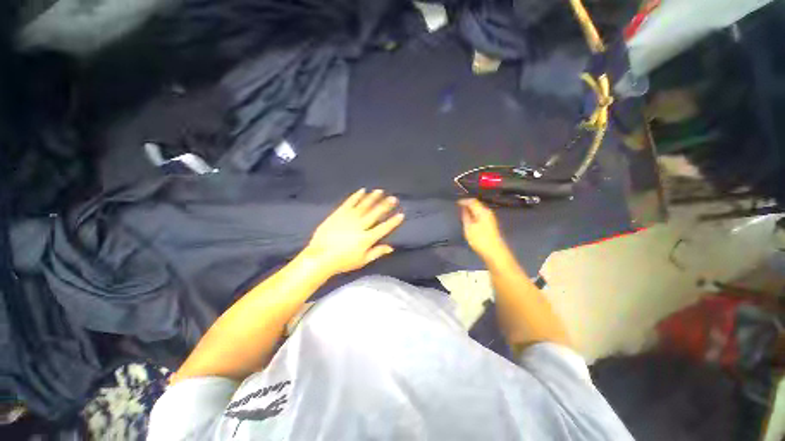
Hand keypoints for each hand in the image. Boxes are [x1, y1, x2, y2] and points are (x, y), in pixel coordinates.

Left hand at [302, 189, 404, 274]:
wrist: (320, 257)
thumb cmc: (343, 261)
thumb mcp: (362, 260)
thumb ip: (377, 252)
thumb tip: (391, 247)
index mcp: (367, 238)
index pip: (384, 228)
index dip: (393, 221)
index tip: (401, 214)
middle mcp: (360, 225)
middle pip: (375, 213)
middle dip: (386, 205)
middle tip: (394, 198)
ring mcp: (349, 218)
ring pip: (364, 205)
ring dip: (373, 198)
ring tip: (380, 191)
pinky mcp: (339, 213)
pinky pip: (349, 203)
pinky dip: (356, 196)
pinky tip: (362, 191)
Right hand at [458, 199, 510, 262]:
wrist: (494, 252)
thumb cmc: (480, 239)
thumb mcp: (469, 227)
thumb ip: (465, 216)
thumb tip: (463, 208)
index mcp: (482, 211)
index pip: (472, 201)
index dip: (464, 201)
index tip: (456, 203)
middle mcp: (487, 212)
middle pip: (477, 204)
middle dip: (467, 204)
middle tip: (458, 206)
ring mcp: (490, 218)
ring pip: (479, 209)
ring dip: (471, 209)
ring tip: (462, 212)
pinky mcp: (490, 224)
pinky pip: (480, 214)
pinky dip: (474, 214)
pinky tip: (470, 218)